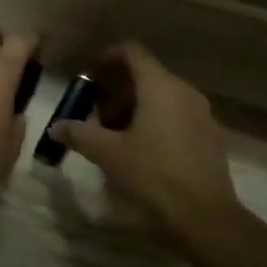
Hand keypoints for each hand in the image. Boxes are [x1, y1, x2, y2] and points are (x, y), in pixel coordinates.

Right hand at [49, 43, 239, 242]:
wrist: (205, 214)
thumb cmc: (153, 174)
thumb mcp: (108, 154)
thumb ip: (79, 134)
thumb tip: (55, 127)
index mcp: (160, 86)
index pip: (133, 52)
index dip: (108, 57)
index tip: (90, 75)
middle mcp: (185, 91)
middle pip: (148, 74)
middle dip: (119, 88)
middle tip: (98, 112)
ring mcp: (202, 113)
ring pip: (164, 96)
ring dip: (138, 105)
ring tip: (117, 132)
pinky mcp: (211, 135)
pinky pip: (179, 114)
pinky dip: (158, 119)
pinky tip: (144, 148)